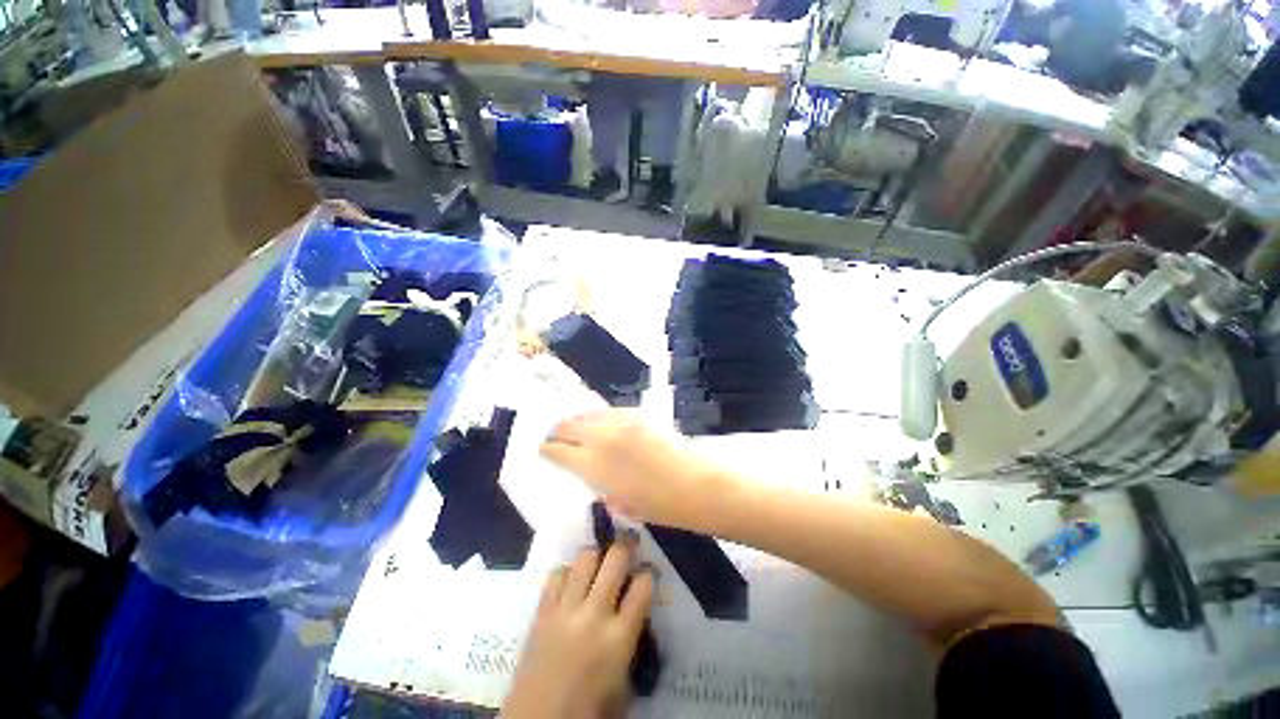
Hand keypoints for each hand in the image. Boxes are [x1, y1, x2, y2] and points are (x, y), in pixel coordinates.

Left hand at [503, 541, 654, 718]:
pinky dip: (568, 571)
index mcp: (619, 638)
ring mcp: (565, 610)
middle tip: (629, 546)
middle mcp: (594, 615)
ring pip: (585, 557)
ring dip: (597, 555)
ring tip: (600, 562)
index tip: (648, 573)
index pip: (643, 586)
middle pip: (615, 559)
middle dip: (626, 547)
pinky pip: (557, 574)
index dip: (649, 574)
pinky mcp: (542, 611)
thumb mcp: (624, 682)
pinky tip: (572, 581)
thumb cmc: (589, 711)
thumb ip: (632, 641)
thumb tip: (636, 610)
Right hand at [540, 410, 729, 529]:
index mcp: (593, 465)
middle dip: (559, 431)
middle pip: (569, 426)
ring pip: (589, 414)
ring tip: (575, 425)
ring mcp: (621, 422)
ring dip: (578, 420)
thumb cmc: (659, 505)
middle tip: (556, 435)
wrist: (696, 484)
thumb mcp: (621, 504)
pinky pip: (610, 412)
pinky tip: (602, 423)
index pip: (558, 451)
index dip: (548, 449)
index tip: (544, 449)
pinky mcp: (638, 414)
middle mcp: (602, 437)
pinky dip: (600, 417)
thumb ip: (602, 486)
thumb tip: (596, 475)